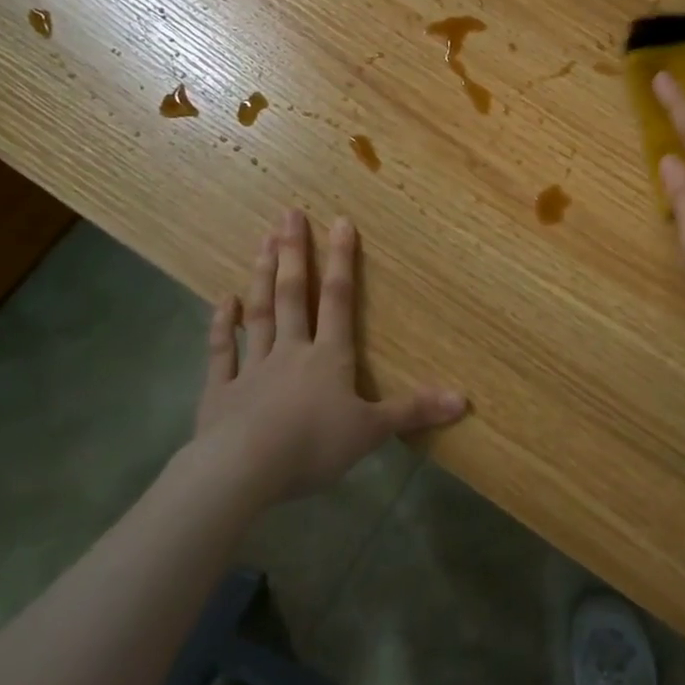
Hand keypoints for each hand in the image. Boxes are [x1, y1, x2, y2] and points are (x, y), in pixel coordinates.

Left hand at [189, 208, 465, 505]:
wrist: (243, 470)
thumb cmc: (313, 446)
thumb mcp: (372, 431)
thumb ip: (413, 411)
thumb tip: (464, 399)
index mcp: (329, 357)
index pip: (339, 299)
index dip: (342, 260)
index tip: (340, 221)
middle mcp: (291, 351)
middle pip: (293, 295)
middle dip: (293, 253)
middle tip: (287, 213)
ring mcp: (252, 367)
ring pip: (259, 314)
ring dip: (261, 277)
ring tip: (261, 241)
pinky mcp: (221, 391)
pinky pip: (220, 351)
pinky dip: (220, 325)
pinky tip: (222, 300)